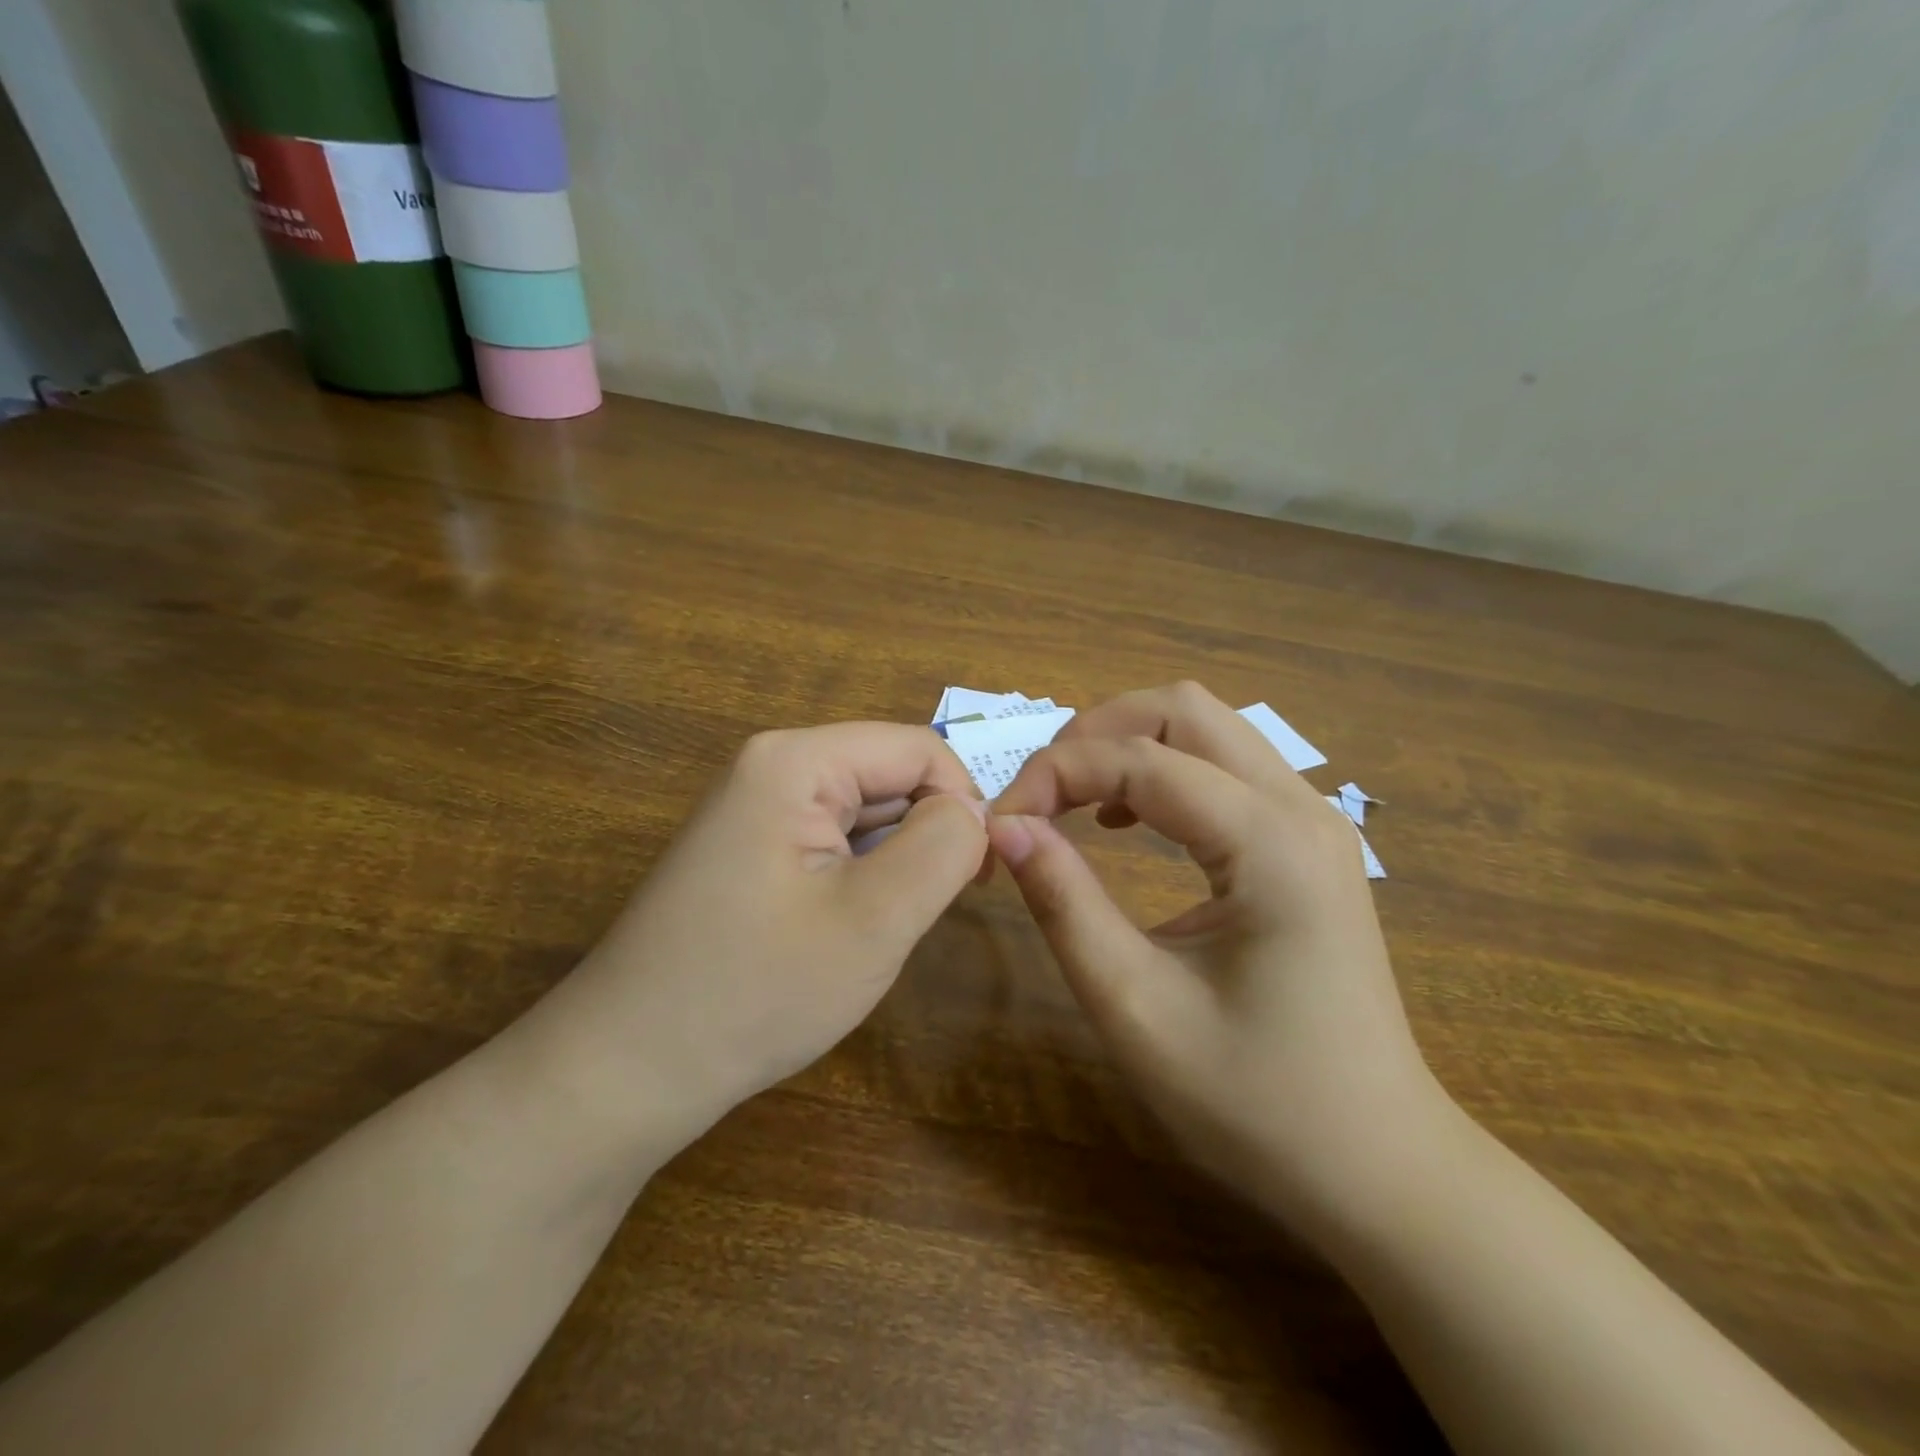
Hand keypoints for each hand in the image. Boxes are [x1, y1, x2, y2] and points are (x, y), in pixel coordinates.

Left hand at [510, 723, 989, 1149]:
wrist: (626, 1071)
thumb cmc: (755, 991)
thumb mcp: (874, 920)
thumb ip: (943, 847)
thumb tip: (976, 811)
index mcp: (795, 761)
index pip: (918, 749)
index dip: (963, 803)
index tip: (978, 878)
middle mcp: (771, 768)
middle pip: (888, 775)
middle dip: (927, 833)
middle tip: (930, 911)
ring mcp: (754, 810)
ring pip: (864, 812)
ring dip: (894, 861)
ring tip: (886, 926)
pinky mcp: (749, 850)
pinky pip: (831, 842)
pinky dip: (860, 877)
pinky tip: (848, 929)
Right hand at [988, 683, 1447, 1234]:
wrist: (1376, 1165)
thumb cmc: (1254, 1102)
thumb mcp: (1135, 1007)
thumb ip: (1064, 903)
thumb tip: (1005, 826)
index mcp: (1269, 844)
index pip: (1141, 759)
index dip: (1055, 774)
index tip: (999, 823)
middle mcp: (1301, 807)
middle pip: (1183, 708)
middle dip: (1094, 733)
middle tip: (1039, 796)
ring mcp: (1314, 820)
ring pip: (1206, 729)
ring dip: (1127, 746)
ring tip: (1071, 803)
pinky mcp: (1307, 842)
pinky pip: (1225, 767)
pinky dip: (1162, 771)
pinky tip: (1127, 822)